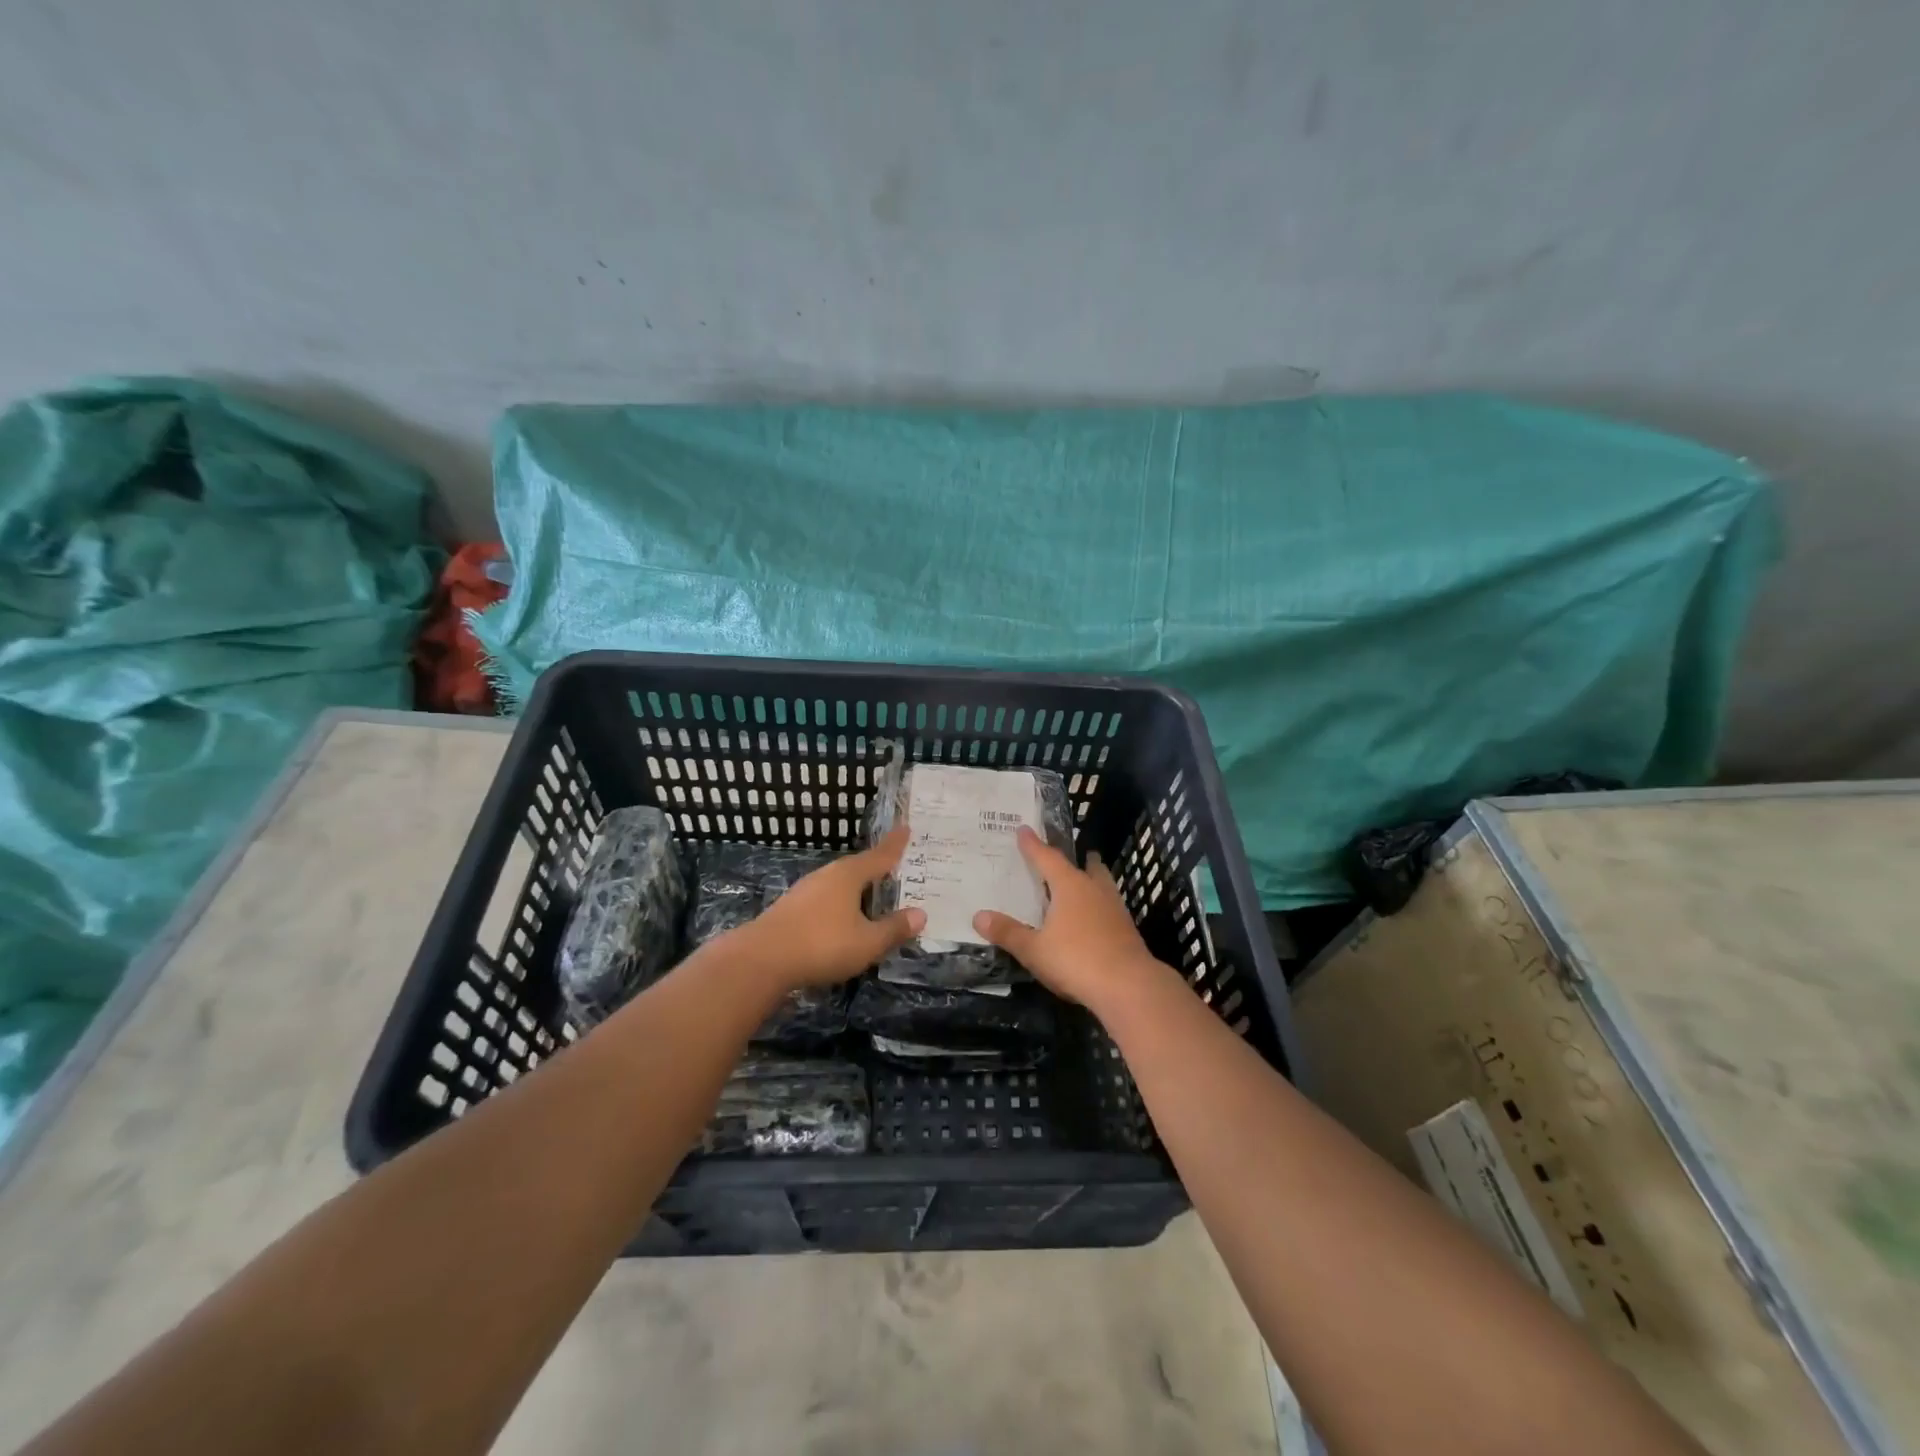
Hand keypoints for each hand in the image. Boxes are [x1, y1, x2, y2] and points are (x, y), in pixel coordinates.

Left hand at [737, 824, 924, 987]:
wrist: (761, 960)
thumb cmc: (822, 945)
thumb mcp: (867, 942)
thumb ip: (894, 929)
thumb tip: (921, 914)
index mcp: (849, 875)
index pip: (880, 856)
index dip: (895, 845)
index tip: (906, 828)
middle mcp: (827, 875)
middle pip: (858, 867)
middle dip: (876, 868)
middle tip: (895, 867)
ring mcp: (805, 890)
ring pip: (839, 884)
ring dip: (857, 889)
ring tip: (872, 896)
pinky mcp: (791, 908)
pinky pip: (825, 899)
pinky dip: (840, 903)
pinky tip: (843, 919)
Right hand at [973, 827, 1166, 1011]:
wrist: (1129, 986)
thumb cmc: (1076, 960)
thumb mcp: (1034, 950)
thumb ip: (1008, 932)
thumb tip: (978, 916)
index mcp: (1069, 886)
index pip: (1047, 858)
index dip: (1033, 845)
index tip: (1024, 829)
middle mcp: (1094, 890)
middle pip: (1086, 866)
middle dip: (1077, 859)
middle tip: (1070, 855)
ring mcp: (1115, 909)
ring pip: (1102, 885)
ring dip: (1092, 880)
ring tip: (1083, 882)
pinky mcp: (1126, 930)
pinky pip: (1108, 907)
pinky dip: (1098, 905)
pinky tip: (1092, 918)